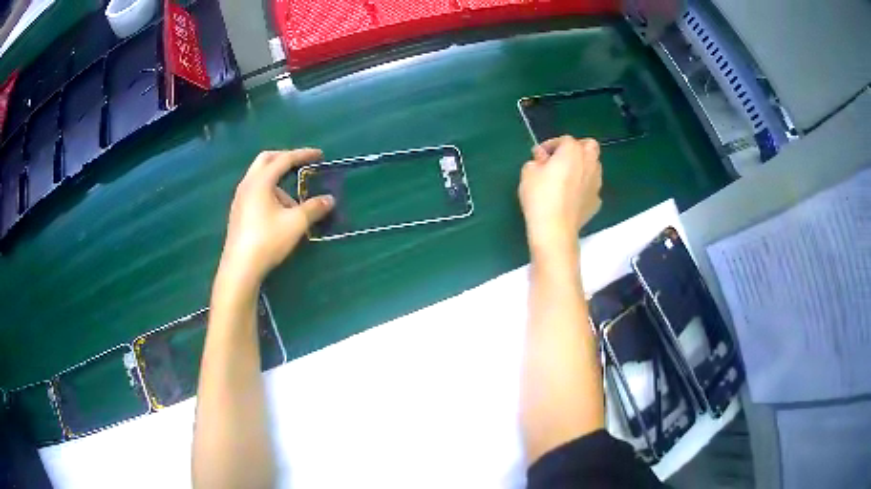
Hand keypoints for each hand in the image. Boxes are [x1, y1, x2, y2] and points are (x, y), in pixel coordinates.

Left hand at [218, 149, 333, 287]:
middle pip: (266, 160)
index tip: (319, 155)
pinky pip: (255, 191)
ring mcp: (240, 198)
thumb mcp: (296, 223)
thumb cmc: (267, 240)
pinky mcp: (238, 211)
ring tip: (294, 203)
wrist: (240, 267)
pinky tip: (278, 213)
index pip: (284, 159)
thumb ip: (314, 208)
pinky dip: (269, 192)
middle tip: (301, 164)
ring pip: (260, 177)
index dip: (303, 155)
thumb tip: (329, 199)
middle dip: (285, 159)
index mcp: (261, 181)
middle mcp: (247, 184)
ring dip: (278, 180)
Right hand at [518, 136, 601, 256]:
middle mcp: (589, 162)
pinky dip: (584, 187)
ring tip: (567, 178)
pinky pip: (591, 187)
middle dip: (577, 148)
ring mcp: (596, 183)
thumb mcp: (528, 172)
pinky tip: (572, 196)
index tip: (539, 155)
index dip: (550, 145)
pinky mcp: (597, 201)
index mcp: (572, 151)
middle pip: (589, 146)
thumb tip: (542, 159)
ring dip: (583, 167)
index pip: (564, 140)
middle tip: (561, 159)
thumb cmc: (540, 196)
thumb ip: (536, 160)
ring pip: (594, 166)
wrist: (555, 228)